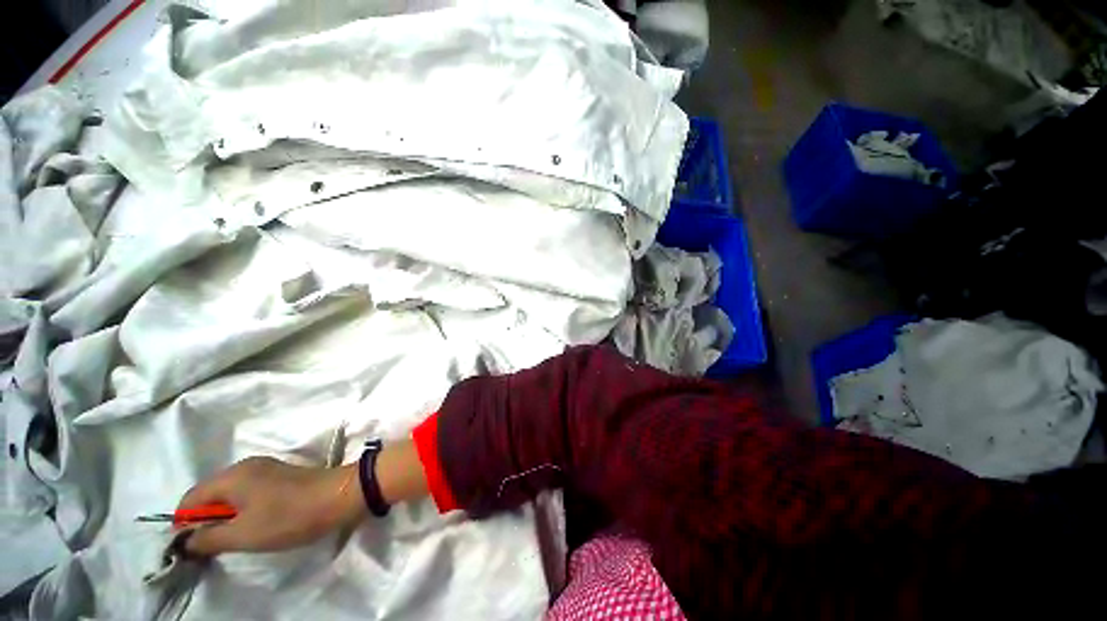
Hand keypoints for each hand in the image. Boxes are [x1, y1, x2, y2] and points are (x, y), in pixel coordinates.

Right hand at [177, 457, 364, 555]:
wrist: (341, 496)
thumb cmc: (289, 516)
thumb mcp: (242, 534)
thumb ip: (207, 538)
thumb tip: (183, 541)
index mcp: (231, 475)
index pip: (189, 499)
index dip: (183, 525)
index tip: (192, 549)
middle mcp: (245, 466)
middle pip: (209, 495)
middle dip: (205, 522)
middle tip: (214, 547)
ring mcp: (266, 469)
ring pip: (230, 495)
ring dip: (225, 518)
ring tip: (235, 539)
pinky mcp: (282, 476)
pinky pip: (249, 494)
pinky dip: (243, 511)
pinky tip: (255, 525)